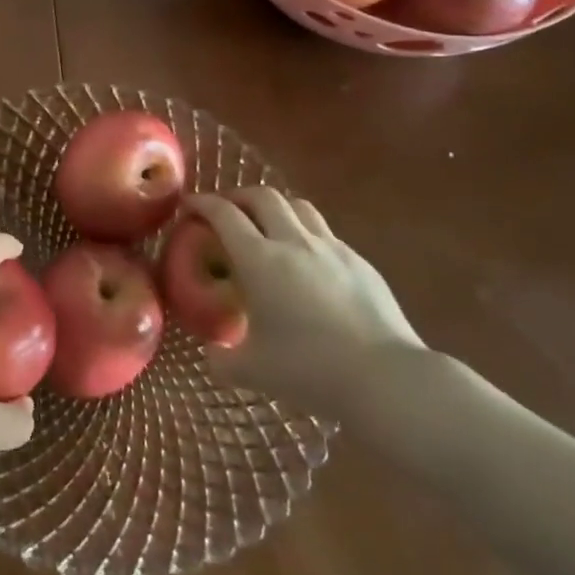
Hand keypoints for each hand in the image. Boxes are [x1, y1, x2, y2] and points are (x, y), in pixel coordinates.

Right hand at [189, 189, 424, 416]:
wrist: (385, 378)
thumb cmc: (309, 370)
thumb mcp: (252, 372)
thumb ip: (222, 360)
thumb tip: (212, 354)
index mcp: (259, 260)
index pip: (223, 214)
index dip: (202, 203)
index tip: (189, 205)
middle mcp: (293, 242)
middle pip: (262, 196)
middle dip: (238, 196)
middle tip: (225, 210)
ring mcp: (331, 248)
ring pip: (298, 206)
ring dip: (275, 207)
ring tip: (267, 224)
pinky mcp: (360, 262)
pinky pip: (326, 233)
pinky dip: (306, 233)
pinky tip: (307, 260)